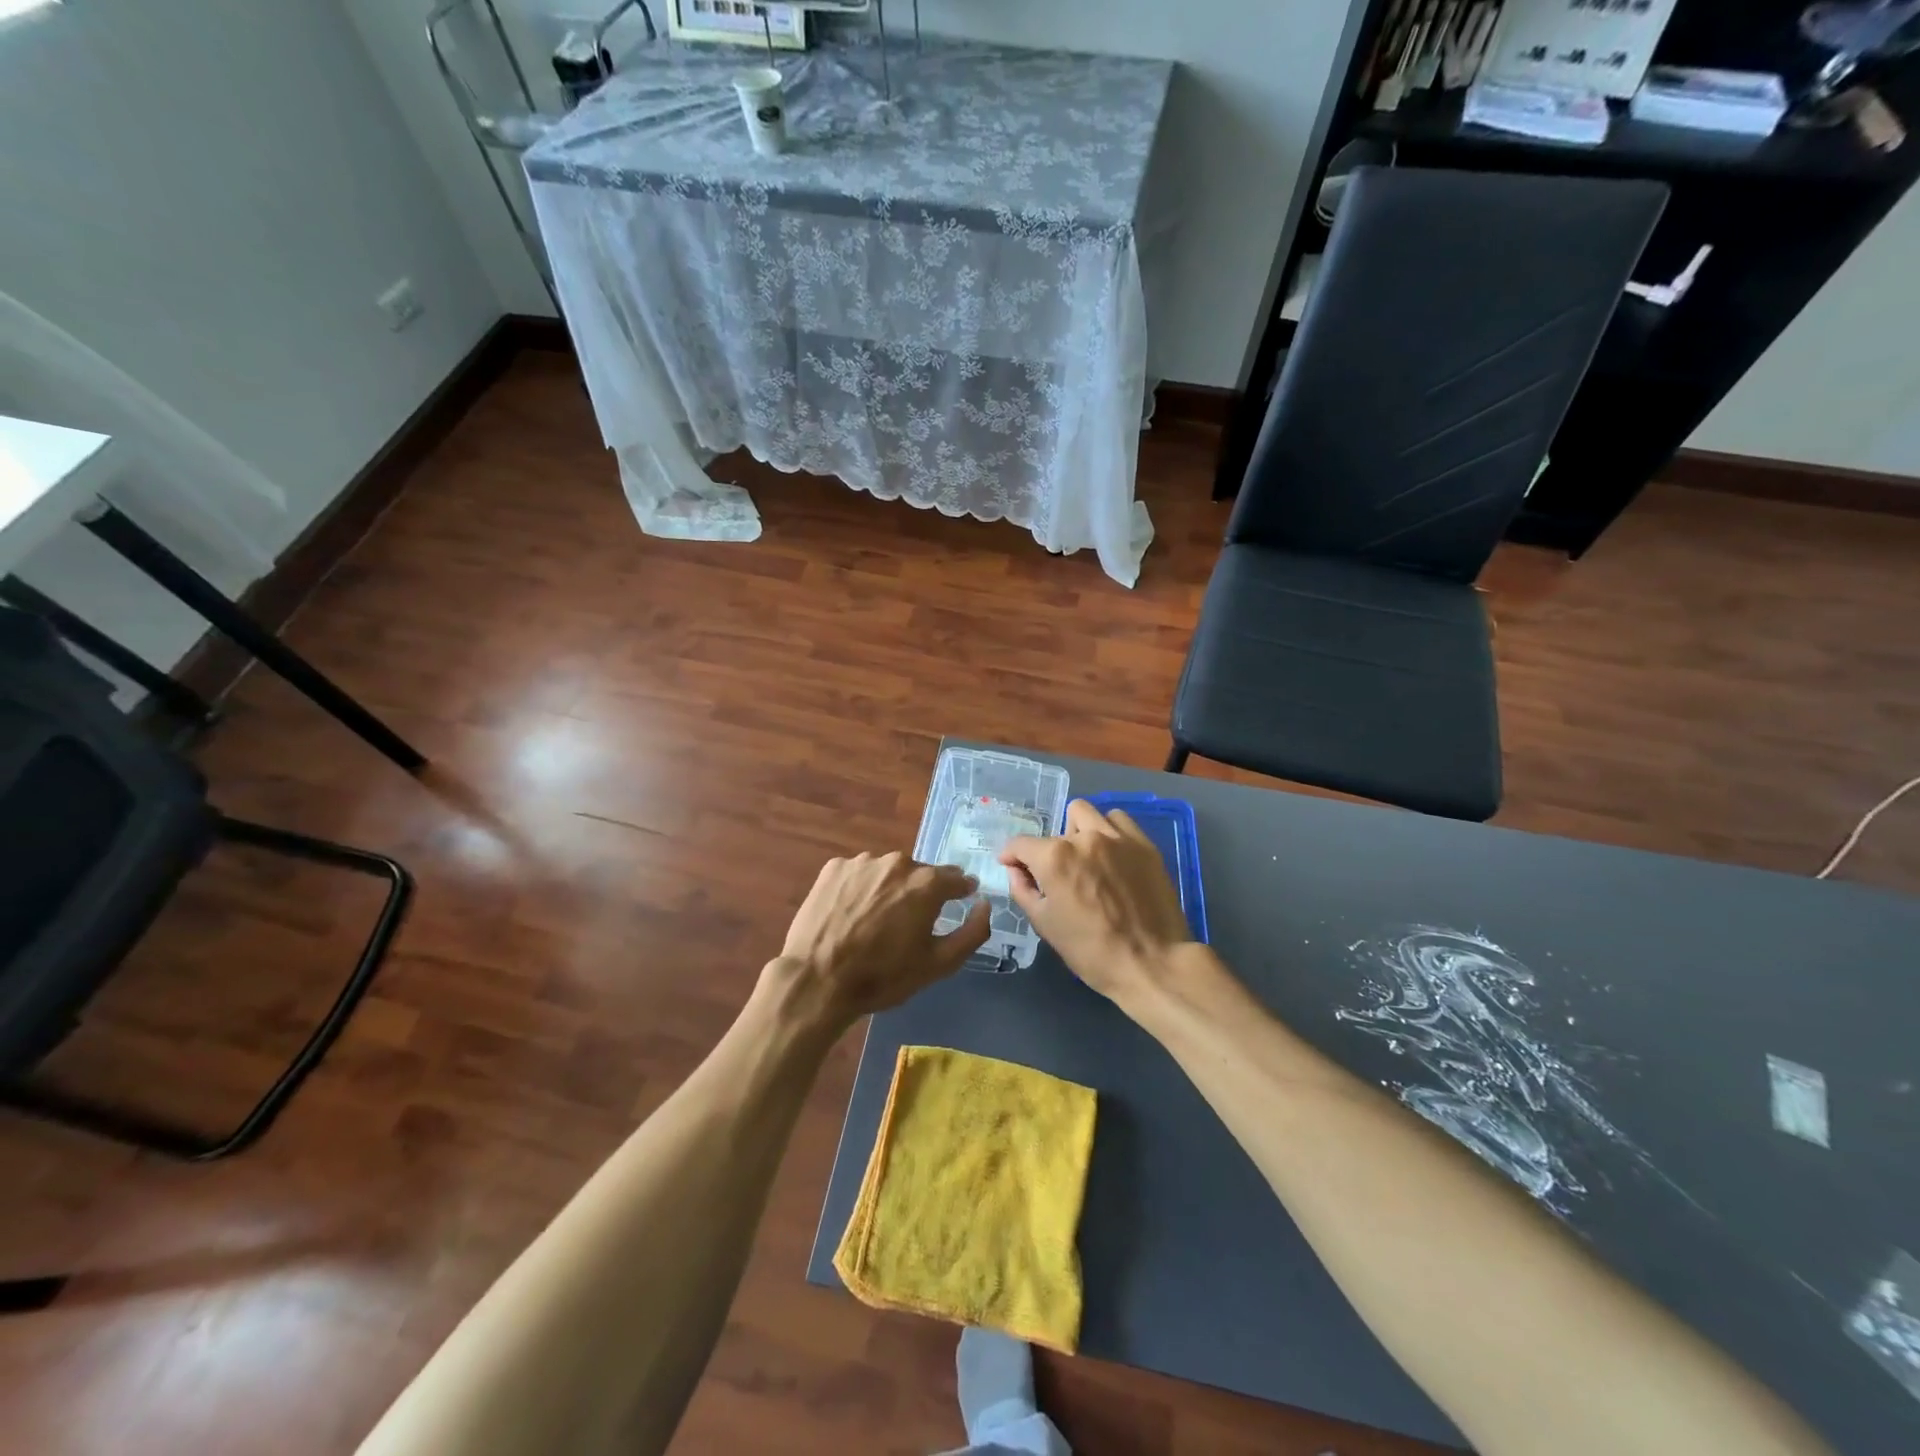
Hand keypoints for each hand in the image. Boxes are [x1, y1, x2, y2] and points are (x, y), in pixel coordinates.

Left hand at [767, 852, 991, 1029]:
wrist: (817, 980)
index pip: (956, 878)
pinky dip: (860, 889)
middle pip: (919, 874)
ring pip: (887, 872)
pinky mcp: (833, 868)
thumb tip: (985, 904)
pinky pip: (858, 874)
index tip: (960, 901)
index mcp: (926, 883)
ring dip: (889, 889)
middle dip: (920, 893)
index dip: (960, 891)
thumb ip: (972, 932)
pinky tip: (851, 914)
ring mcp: (862, 862)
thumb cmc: (883, 976)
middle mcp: (897, 862)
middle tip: (908, 924)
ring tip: (876, 921)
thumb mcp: (938, 964)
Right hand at [999, 800, 1194, 1012]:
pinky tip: (1112, 854)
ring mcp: (1117, 838)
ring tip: (1087, 858)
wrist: (1152, 964)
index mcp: (1054, 858)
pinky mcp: (1144, 844)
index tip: (1013, 866)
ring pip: (1086, 814)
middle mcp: (1084, 838)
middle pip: (1055, 829)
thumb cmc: (1091, 951)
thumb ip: (1023, 890)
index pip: (1020, 844)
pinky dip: (1109, 831)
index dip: (1011, 856)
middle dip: (1050, 849)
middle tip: (1060, 875)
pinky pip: (1119, 821)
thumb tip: (1015, 869)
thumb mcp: (1045, 925)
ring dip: (1079, 831)